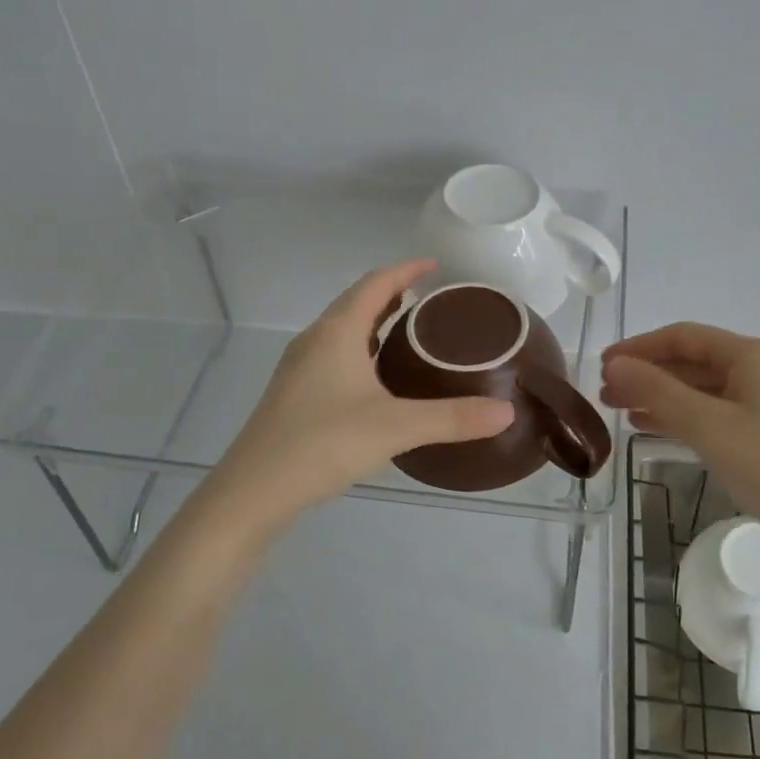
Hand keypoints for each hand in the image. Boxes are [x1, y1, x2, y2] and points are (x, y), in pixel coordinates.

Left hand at [213, 260, 514, 517]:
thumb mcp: (395, 428)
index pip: (375, 283)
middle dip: (393, 294)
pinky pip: (335, 355)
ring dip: (375, 323)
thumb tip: (507, 411)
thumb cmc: (322, 444)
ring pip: (344, 331)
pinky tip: (379, 381)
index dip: (406, 270)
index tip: (436, 266)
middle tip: (431, 301)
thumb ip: (453, 418)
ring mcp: (300, 368)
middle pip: (357, 302)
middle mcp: (315, 340)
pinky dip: (362, 350)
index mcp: (337, 332)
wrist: (252, 492)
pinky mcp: (295, 395)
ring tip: (411, 334)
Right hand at [600, 323, 759, 550]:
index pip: (683, 337)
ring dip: (660, 396)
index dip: (639, 348)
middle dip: (647, 374)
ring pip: (701, 388)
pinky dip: (682, 416)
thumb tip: (614, 365)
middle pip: (691, 361)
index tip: (603, 365)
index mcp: (751, 355)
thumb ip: (658, 391)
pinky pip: (715, 411)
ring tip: (619, 410)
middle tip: (605, 394)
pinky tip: (652, 427)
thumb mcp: (708, 426)